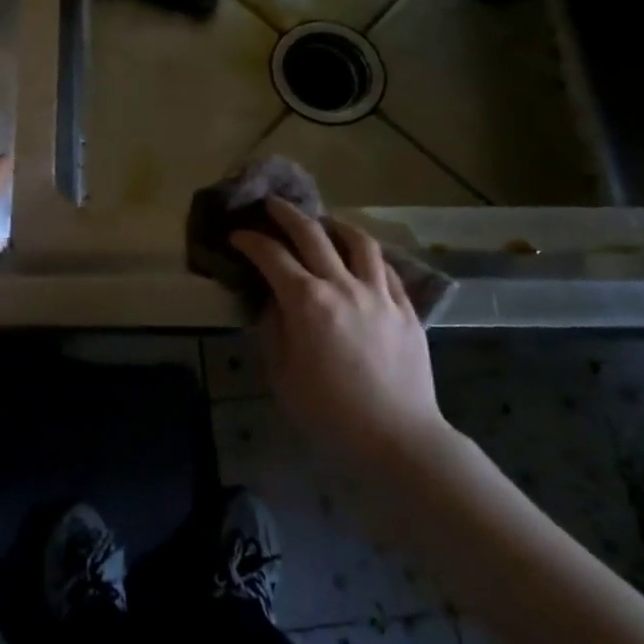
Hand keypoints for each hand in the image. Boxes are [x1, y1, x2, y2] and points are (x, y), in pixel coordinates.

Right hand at [231, 197, 447, 454]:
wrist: (397, 438)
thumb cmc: (329, 413)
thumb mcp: (282, 375)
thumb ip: (273, 330)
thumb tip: (272, 302)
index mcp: (307, 302)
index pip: (272, 256)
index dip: (251, 241)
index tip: (237, 236)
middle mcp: (343, 285)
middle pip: (312, 234)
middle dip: (286, 214)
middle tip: (271, 205)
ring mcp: (379, 294)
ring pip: (358, 241)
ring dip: (335, 225)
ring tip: (324, 223)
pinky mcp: (406, 308)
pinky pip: (386, 267)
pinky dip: (368, 255)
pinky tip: (361, 258)